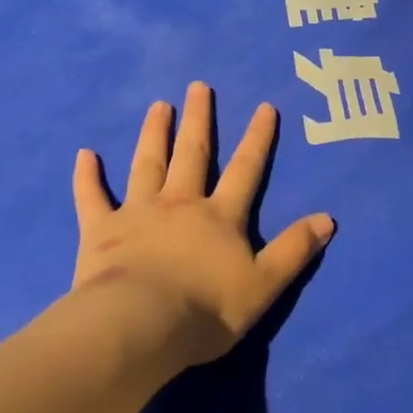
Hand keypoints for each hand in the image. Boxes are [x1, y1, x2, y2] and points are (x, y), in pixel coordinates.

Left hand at [72, 82, 333, 368]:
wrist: (140, 326)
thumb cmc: (206, 309)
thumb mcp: (264, 284)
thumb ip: (294, 250)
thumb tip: (328, 218)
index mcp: (220, 216)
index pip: (245, 169)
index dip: (257, 139)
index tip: (264, 106)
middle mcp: (180, 203)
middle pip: (192, 153)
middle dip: (198, 119)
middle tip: (198, 86)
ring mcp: (138, 213)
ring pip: (147, 164)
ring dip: (154, 134)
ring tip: (159, 106)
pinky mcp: (101, 231)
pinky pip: (92, 198)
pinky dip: (88, 177)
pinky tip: (85, 154)